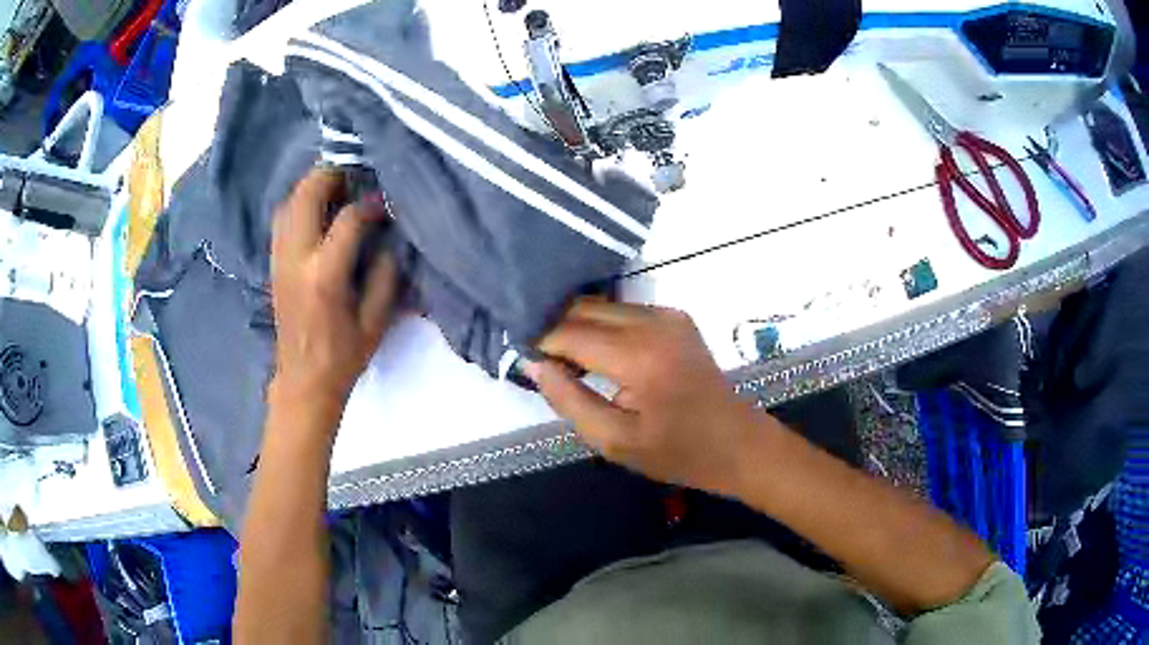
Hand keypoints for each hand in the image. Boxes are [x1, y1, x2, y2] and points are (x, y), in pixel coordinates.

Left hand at [270, 167, 397, 408]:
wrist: (303, 380)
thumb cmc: (343, 355)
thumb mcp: (376, 320)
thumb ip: (385, 273)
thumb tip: (386, 234)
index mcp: (325, 276)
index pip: (348, 219)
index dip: (371, 204)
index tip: (386, 203)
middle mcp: (296, 259)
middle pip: (306, 195)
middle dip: (332, 175)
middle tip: (355, 172)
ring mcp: (279, 259)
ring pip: (289, 202)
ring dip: (312, 185)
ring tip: (337, 184)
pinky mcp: (273, 263)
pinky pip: (282, 218)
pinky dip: (299, 202)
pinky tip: (317, 207)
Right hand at [527, 300, 767, 495]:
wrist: (738, 443)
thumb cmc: (678, 452)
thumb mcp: (615, 442)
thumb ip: (569, 400)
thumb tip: (534, 364)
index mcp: (638, 356)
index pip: (569, 332)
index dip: (539, 341)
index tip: (519, 355)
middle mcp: (653, 322)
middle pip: (584, 309)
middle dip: (555, 328)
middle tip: (536, 357)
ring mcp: (668, 314)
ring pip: (602, 305)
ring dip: (577, 325)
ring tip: (562, 357)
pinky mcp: (676, 317)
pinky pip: (624, 311)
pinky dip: (602, 325)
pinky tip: (595, 351)